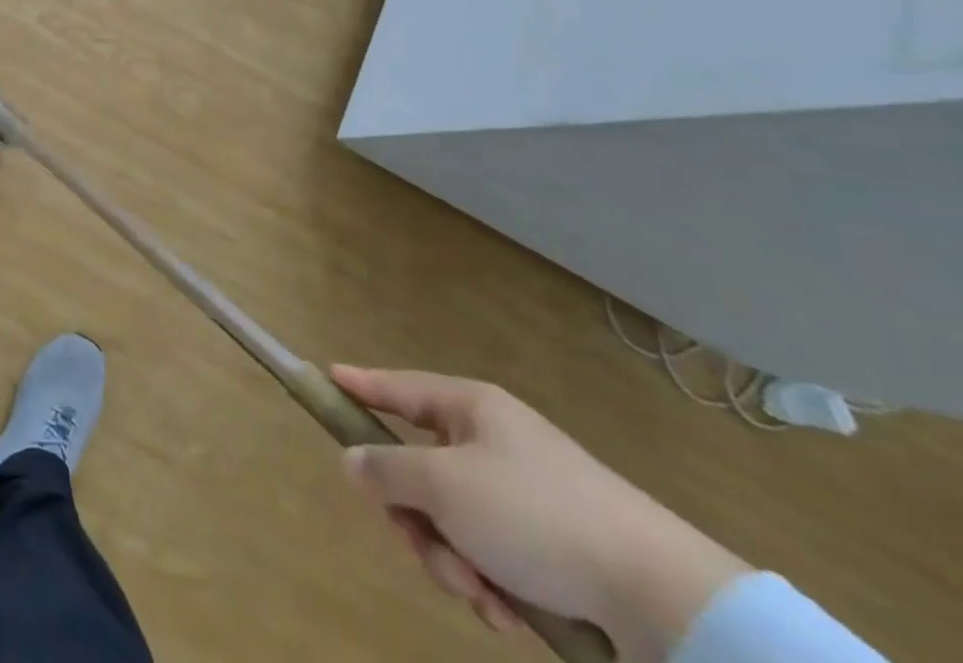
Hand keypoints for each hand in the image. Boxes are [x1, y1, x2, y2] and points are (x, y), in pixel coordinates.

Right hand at [333, 367, 750, 662]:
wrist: (660, 598)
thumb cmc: (535, 516)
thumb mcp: (444, 487)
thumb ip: (386, 469)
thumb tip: (352, 460)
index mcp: (471, 410)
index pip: (399, 387)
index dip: (361, 384)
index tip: (327, 375)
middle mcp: (494, 445)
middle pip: (420, 471)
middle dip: (417, 520)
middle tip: (424, 547)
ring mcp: (524, 497)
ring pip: (451, 522)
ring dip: (453, 562)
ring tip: (482, 595)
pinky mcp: (550, 548)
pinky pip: (490, 557)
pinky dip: (489, 585)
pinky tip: (509, 612)